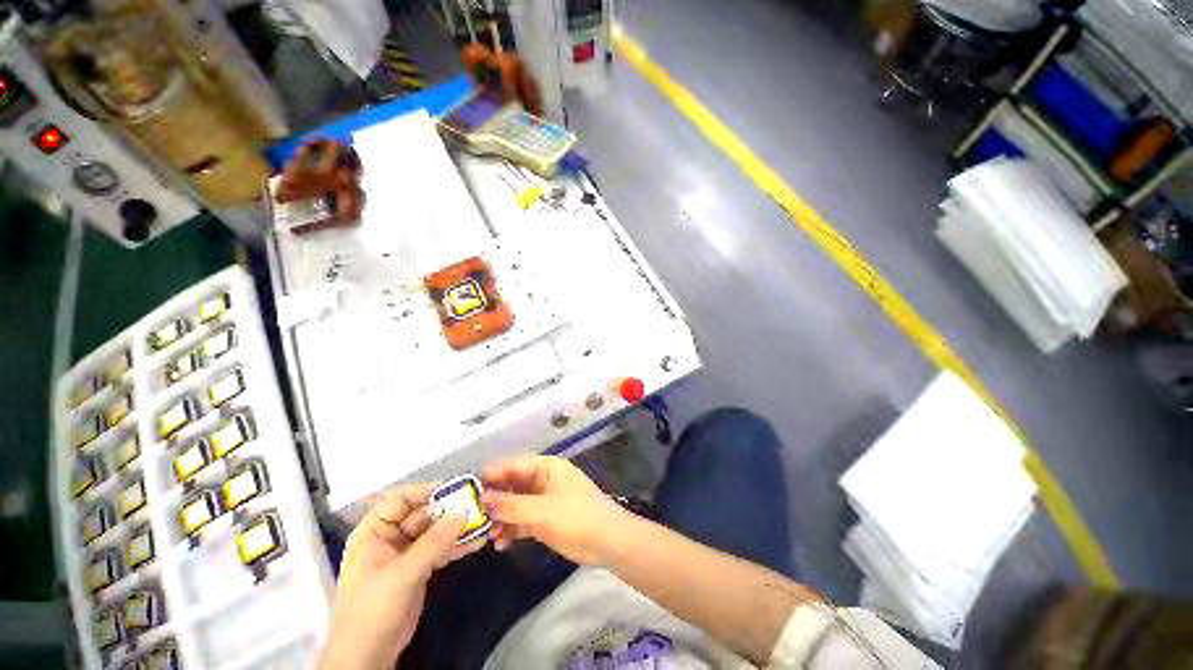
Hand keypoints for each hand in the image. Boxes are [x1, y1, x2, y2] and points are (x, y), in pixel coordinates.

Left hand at [321, 483, 485, 669]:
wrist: (369, 657)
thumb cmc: (373, 610)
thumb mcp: (401, 574)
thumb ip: (433, 542)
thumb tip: (463, 512)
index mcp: (374, 532)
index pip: (399, 499)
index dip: (425, 490)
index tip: (453, 488)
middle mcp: (390, 537)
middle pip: (423, 513)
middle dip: (449, 509)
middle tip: (476, 503)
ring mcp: (406, 553)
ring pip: (435, 530)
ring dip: (457, 526)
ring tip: (483, 520)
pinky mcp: (419, 568)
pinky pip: (441, 548)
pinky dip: (458, 545)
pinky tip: (478, 541)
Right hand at [482, 455, 631, 565]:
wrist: (607, 541)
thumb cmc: (577, 517)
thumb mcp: (542, 511)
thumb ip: (512, 506)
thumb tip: (483, 499)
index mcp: (547, 467)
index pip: (515, 465)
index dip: (493, 474)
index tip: (468, 487)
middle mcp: (544, 480)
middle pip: (513, 484)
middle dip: (494, 499)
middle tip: (471, 515)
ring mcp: (544, 500)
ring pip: (515, 504)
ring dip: (501, 517)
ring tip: (485, 533)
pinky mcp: (545, 519)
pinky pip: (522, 520)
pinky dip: (511, 529)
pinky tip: (500, 543)